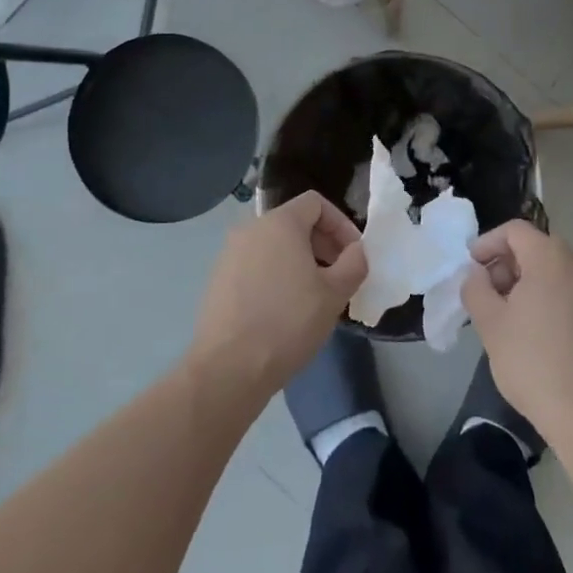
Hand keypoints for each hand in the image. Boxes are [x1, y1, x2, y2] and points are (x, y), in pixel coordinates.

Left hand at [191, 192, 368, 400]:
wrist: (229, 369)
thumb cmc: (288, 322)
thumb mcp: (335, 293)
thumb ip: (354, 263)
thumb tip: (355, 251)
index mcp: (279, 223)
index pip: (315, 203)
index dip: (341, 224)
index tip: (353, 254)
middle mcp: (250, 229)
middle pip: (294, 223)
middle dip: (322, 245)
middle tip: (339, 277)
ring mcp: (229, 255)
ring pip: (274, 247)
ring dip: (300, 262)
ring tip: (314, 297)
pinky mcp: (218, 281)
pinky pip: (255, 267)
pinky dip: (276, 277)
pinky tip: (285, 312)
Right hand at [462, 220, 572, 446]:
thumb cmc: (535, 364)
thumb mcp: (491, 324)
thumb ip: (476, 289)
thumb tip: (478, 275)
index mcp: (552, 258)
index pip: (515, 230)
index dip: (487, 243)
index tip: (471, 268)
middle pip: (536, 247)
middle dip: (506, 264)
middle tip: (487, 294)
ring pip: (554, 270)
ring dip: (526, 282)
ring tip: (507, 315)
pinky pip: (570, 290)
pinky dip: (548, 296)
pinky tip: (534, 331)